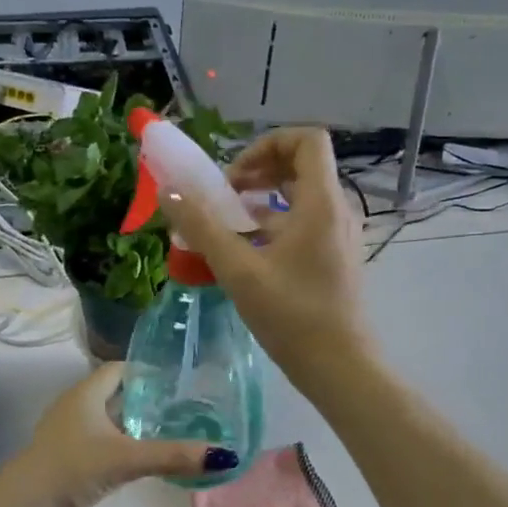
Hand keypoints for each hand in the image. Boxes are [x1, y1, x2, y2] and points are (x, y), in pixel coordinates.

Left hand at [0, 363, 237, 506]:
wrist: (23, 505)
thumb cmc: (72, 467)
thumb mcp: (127, 458)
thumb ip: (173, 456)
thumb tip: (224, 456)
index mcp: (85, 393)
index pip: (119, 369)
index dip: (147, 370)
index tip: (177, 379)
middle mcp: (74, 406)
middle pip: (114, 394)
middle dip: (145, 399)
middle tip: (181, 407)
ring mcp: (66, 433)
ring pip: (106, 420)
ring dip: (131, 424)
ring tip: (167, 432)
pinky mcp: (64, 457)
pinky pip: (98, 442)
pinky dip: (119, 445)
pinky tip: (138, 460)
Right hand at [161, 126, 374, 397]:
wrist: (338, 366)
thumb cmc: (292, 315)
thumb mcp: (239, 270)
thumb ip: (202, 227)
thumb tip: (169, 191)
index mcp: (321, 203)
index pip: (307, 140)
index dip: (268, 143)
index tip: (234, 174)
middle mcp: (336, 211)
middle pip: (302, 166)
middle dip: (259, 170)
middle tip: (225, 195)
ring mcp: (338, 236)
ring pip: (301, 198)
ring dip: (263, 200)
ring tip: (228, 223)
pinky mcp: (333, 259)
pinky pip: (303, 224)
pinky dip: (274, 225)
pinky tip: (246, 252)